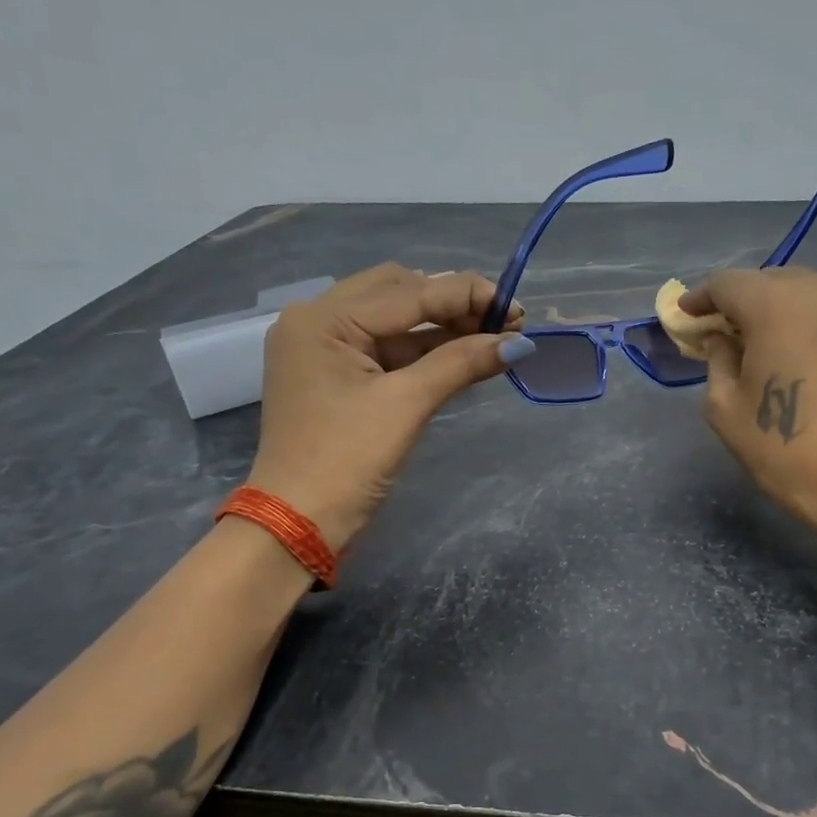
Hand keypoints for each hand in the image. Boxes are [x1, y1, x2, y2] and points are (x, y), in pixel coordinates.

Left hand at [244, 264, 530, 549]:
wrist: (297, 525)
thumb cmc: (345, 462)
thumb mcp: (405, 406)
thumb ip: (460, 364)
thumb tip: (520, 344)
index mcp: (322, 319)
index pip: (407, 292)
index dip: (466, 295)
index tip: (517, 308)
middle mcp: (318, 322)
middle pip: (398, 293)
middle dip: (453, 304)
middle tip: (504, 324)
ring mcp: (325, 350)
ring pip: (396, 322)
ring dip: (443, 327)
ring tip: (494, 338)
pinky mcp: (337, 377)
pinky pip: (388, 350)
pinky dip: (426, 352)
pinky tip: (464, 354)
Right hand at [682, 267, 816, 551]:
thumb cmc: (787, 450)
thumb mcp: (726, 409)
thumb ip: (716, 360)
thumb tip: (722, 339)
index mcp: (776, 303)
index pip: (727, 283)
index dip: (701, 298)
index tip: (687, 316)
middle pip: (770, 281)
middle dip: (743, 303)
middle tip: (725, 335)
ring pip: (808, 293)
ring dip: (782, 310)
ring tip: (769, 343)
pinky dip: (815, 322)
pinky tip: (808, 352)